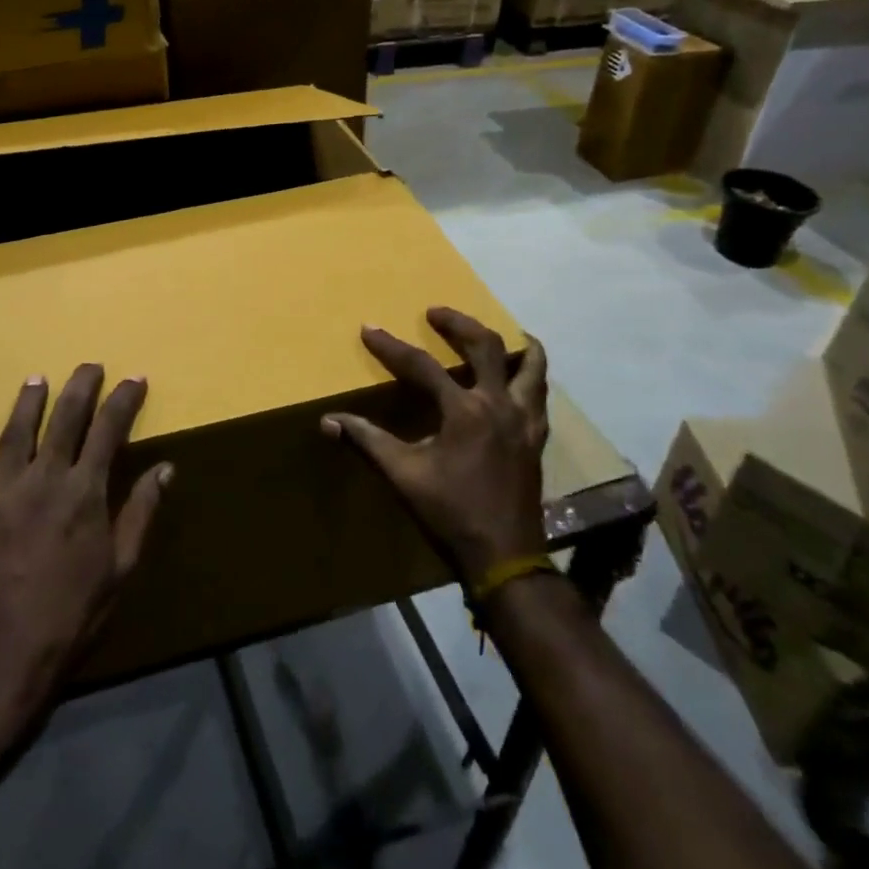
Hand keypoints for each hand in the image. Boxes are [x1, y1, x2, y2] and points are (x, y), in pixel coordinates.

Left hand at [0, 366, 172, 706]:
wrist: (7, 653)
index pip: (109, 430)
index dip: (123, 400)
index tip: (135, 379)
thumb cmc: (75, 612)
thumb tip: (165, 468)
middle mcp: (45, 479)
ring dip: (29, 401)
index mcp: (85, 492)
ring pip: (16, 432)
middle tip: (90, 365)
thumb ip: (141, 512)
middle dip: (81, 387)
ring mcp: (4, 491)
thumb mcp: (121, 566)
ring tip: (38, 379)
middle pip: (64, 419)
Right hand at [323, 307, 549, 583]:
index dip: (392, 347)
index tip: (369, 329)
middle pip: (485, 347)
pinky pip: (540, 394)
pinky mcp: (536, 437)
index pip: (422, 366)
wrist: (505, 556)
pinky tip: (520, 376)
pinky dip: (530, 375)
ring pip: (530, 366)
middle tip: (435, 312)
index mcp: (465, 411)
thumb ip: (367, 441)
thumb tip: (328, 421)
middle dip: (458, 323)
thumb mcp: (403, 475)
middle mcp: (499, 405)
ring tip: (498, 330)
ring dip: (512, 343)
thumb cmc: (451, 511)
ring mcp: (524, 420)